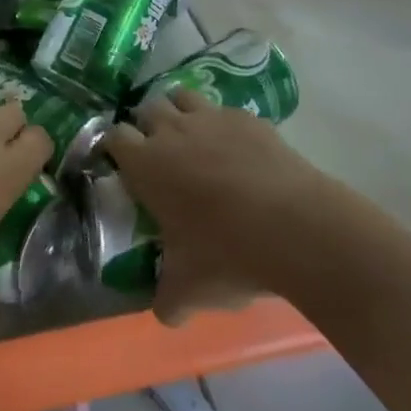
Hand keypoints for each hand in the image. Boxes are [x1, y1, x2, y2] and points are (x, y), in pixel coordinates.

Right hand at [103, 89, 320, 322]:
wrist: (296, 226)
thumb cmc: (229, 254)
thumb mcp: (190, 288)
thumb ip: (168, 299)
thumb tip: (164, 313)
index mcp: (146, 164)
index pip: (114, 137)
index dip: (116, 147)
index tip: (122, 164)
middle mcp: (172, 131)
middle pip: (147, 109)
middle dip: (147, 126)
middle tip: (158, 154)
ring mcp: (211, 118)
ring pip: (182, 97)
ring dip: (180, 112)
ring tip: (191, 139)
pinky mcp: (246, 118)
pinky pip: (223, 111)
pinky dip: (222, 124)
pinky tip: (236, 150)